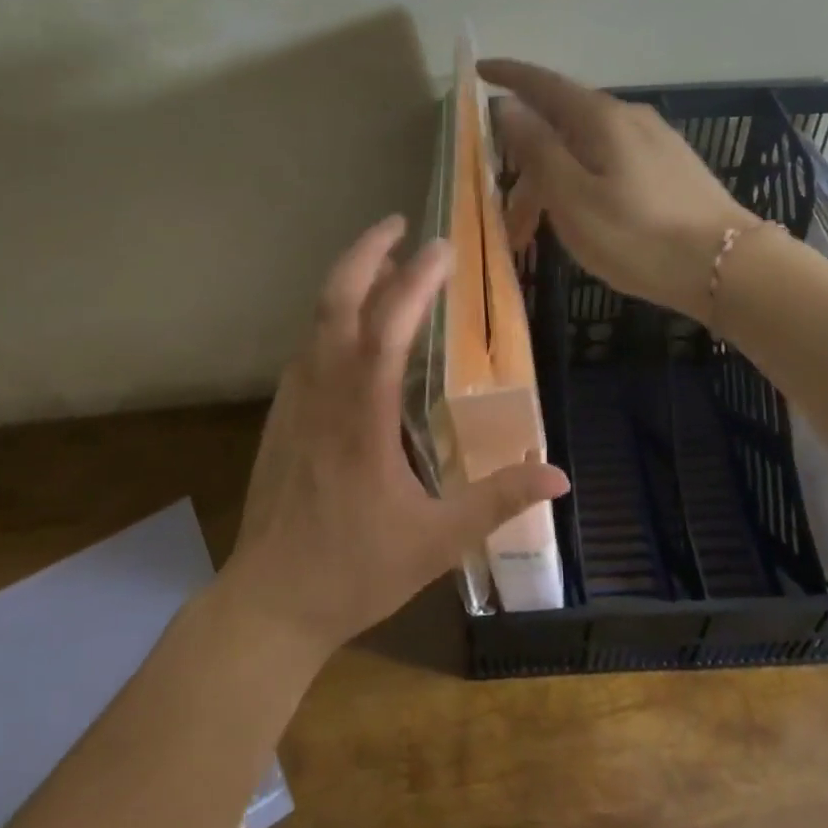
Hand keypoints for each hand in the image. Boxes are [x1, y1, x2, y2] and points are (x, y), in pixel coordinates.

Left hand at [224, 216, 569, 658]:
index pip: (386, 330)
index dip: (414, 283)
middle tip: (400, 225)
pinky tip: (355, 322)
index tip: (443, 249)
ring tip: (385, 259)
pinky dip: (333, 314)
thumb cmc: (354, 570)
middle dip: (365, 253)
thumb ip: (496, 502)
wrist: (269, 602)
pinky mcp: (282, 413)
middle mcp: (323, 394)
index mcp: (361, 418)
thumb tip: (558, 475)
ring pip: (316, 318)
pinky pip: (309, 344)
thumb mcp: (436, 543)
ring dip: (349, 279)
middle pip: (336, 302)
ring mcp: (295, 400)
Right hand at [481, 58, 756, 323]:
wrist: (728, 267)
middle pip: (562, 121)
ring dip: (554, 176)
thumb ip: (537, 148)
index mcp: (600, 117)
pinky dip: (582, 179)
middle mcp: (628, 116)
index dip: (508, 74)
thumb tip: (508, 105)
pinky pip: (610, 160)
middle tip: (505, 203)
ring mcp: (654, 139)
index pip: (542, 83)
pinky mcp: (670, 165)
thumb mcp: (572, 197)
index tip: (479, 70)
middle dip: (526, 154)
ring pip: (586, 146)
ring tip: (537, 225)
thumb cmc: (638, 236)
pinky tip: (581, 212)